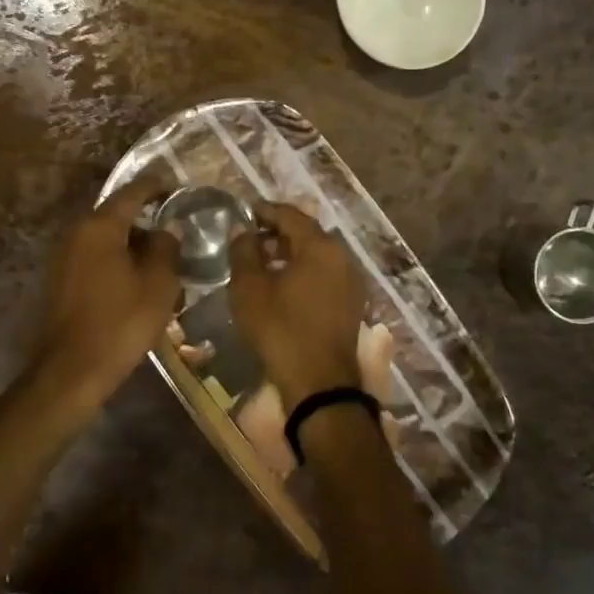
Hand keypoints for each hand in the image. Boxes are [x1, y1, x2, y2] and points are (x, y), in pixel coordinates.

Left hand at [34, 178, 180, 410]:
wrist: (72, 371)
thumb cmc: (120, 323)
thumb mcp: (158, 284)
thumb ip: (167, 248)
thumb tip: (168, 229)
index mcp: (100, 227)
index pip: (132, 192)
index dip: (157, 186)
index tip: (178, 187)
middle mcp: (77, 233)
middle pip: (117, 215)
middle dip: (147, 219)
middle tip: (176, 228)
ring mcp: (64, 256)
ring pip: (107, 238)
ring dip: (133, 243)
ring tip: (162, 258)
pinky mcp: (62, 280)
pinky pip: (96, 257)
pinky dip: (118, 260)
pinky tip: (138, 279)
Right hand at [229, 202, 366, 408]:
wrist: (319, 383)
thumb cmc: (280, 329)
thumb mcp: (249, 288)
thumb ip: (244, 251)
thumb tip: (241, 229)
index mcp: (320, 246)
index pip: (290, 215)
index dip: (265, 211)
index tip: (245, 212)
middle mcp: (342, 257)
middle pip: (307, 233)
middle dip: (279, 231)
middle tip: (252, 237)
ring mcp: (351, 281)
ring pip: (318, 254)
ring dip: (292, 252)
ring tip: (264, 261)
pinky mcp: (352, 303)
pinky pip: (326, 274)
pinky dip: (305, 271)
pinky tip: (285, 284)